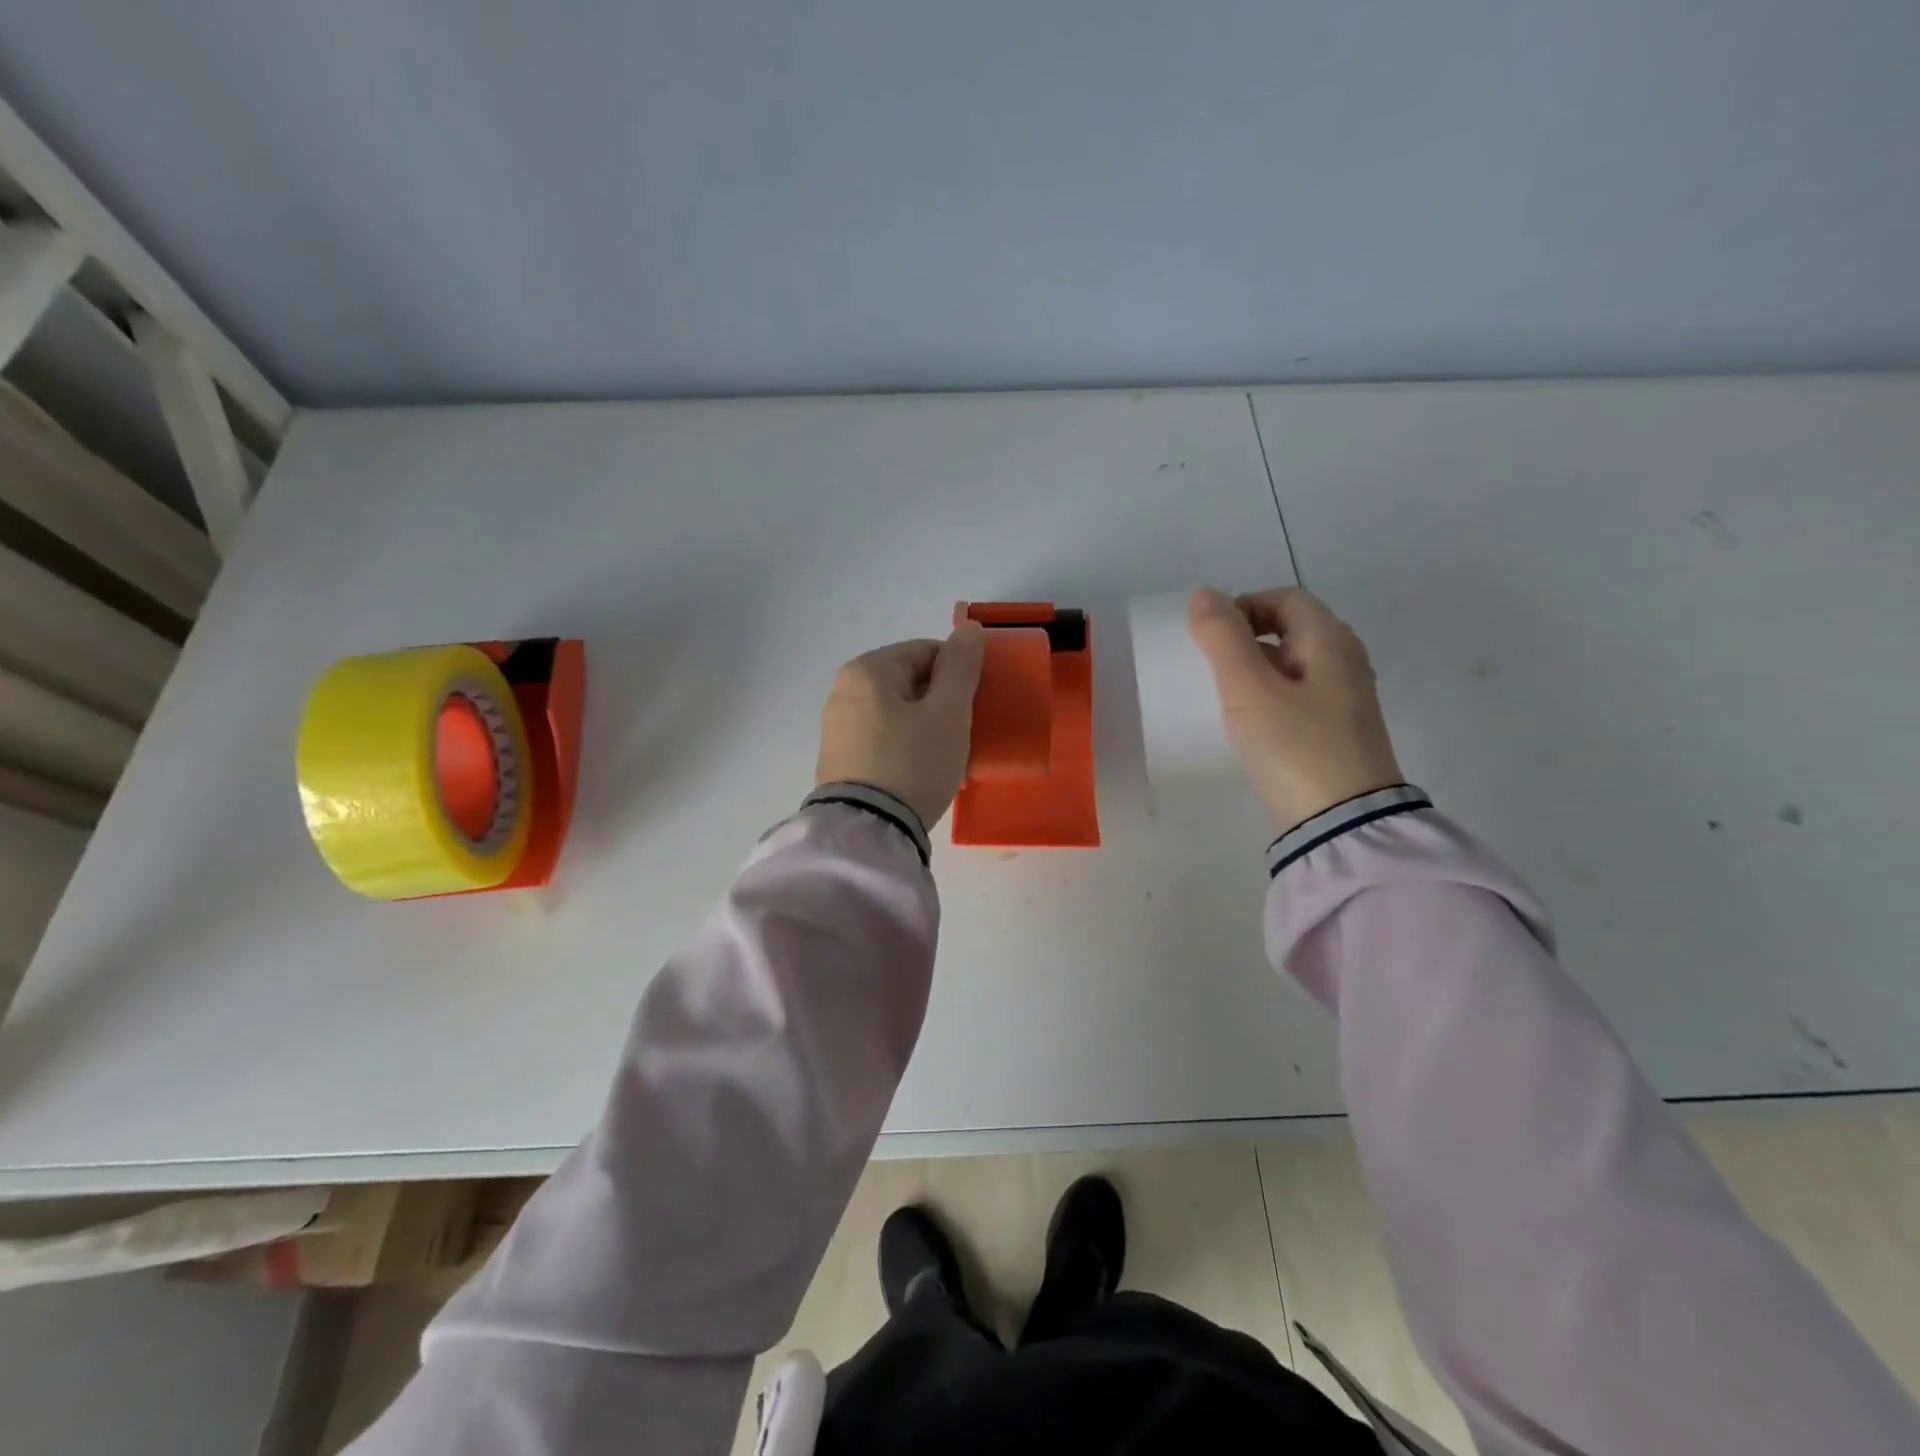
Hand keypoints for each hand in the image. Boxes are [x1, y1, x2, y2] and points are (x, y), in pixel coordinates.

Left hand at [815, 622, 987, 827]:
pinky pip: (883, 740)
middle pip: (910, 683)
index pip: (926, 651)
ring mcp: (837, 727)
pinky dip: (906, 748)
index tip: (976, 705)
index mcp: (867, 669)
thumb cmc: (913, 762)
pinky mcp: (838, 760)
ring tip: (948, 758)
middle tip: (965, 735)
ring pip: (898, 714)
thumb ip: (960, 667)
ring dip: (926, 728)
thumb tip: (968, 628)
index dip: (959, 674)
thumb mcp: (948, 712)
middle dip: (942, 703)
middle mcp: (844, 690)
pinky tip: (922, 773)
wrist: (868, 831)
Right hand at [1186, 586, 1403, 832]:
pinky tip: (1250, 725)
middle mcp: (1345, 662)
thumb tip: (1204, 595)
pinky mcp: (1337, 733)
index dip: (1244, 606)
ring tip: (1224, 697)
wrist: (1342, 823)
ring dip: (1255, 669)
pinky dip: (1269, 697)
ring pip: (1292, 666)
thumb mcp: (1248, 688)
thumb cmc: (1294, 746)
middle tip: (1211, 668)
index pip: (1285, 599)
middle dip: (1246, 639)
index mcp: (1331, 641)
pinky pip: (1298, 697)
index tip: (1210, 638)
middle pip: (1291, 630)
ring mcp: (1345, 700)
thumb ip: (1222, 637)